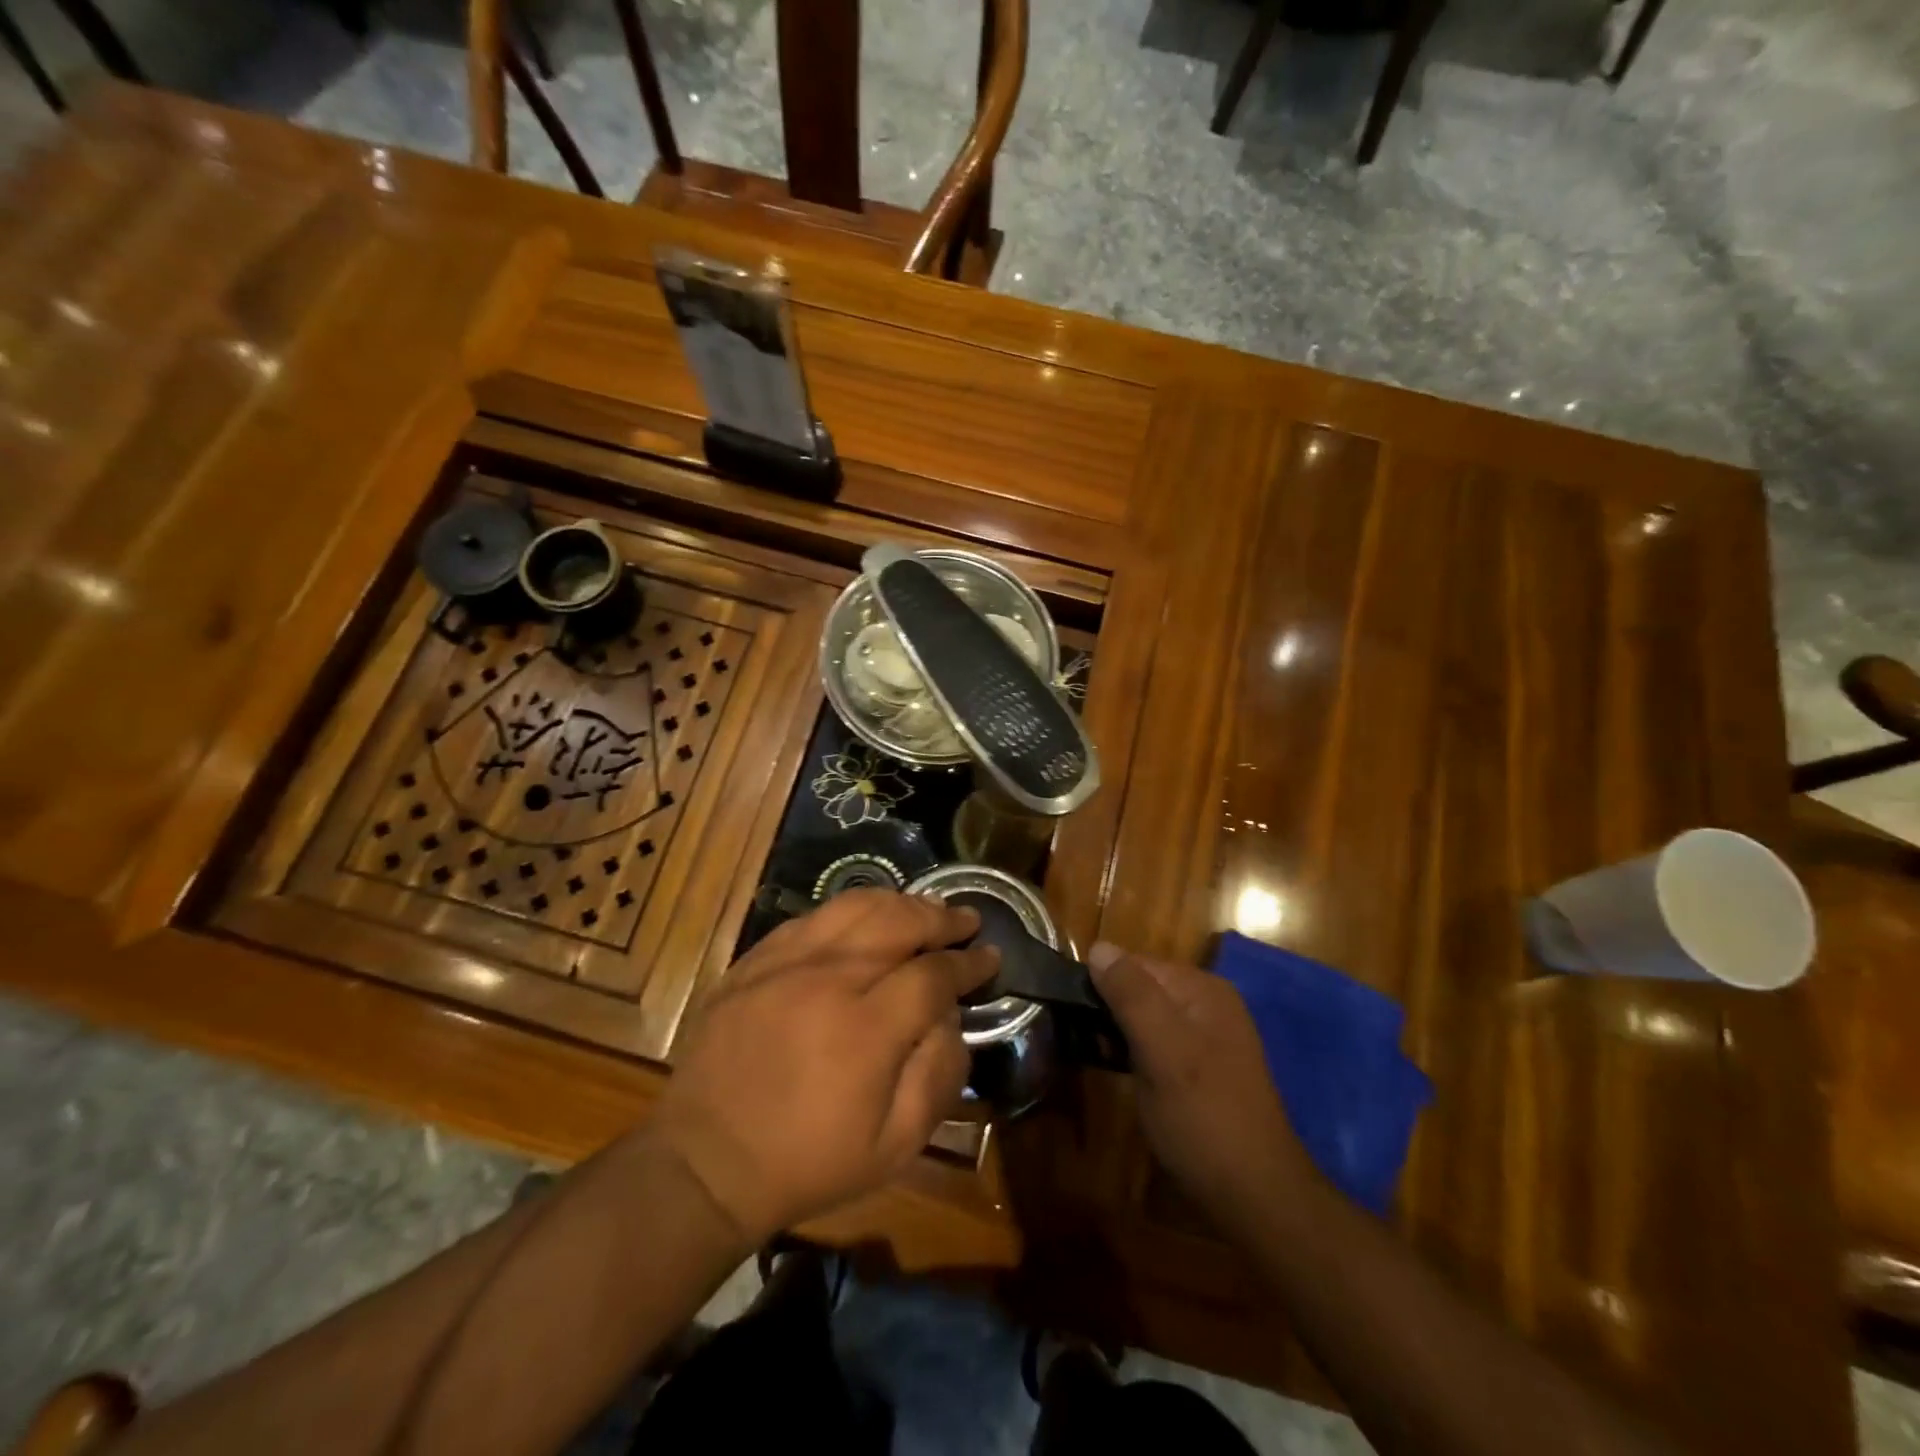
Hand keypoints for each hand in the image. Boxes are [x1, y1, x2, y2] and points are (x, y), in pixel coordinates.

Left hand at [650, 889, 996, 1245]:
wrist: (705, 1161)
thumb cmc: (808, 1161)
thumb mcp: (894, 1147)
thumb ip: (937, 1075)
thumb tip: (951, 1017)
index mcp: (865, 1030)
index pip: (933, 975)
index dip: (969, 963)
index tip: (990, 957)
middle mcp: (827, 980)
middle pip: (898, 922)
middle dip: (941, 918)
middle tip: (966, 921)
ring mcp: (784, 962)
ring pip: (855, 907)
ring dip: (900, 903)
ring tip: (924, 910)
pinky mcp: (754, 960)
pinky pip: (813, 917)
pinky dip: (850, 912)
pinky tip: (865, 922)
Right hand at [1089, 942, 1314, 1230]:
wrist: (1255, 1197)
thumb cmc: (1204, 1117)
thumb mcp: (1162, 1050)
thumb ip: (1131, 994)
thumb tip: (1098, 946)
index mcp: (1202, 990)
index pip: (1136, 963)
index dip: (1101, 983)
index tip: (1071, 1012)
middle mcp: (1208, 1005)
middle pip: (1141, 988)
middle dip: (1108, 1008)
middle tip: (1080, 1038)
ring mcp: (1207, 1038)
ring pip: (1146, 1018)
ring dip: (1117, 1031)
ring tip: (1092, 1054)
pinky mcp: (1201, 1070)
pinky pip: (1157, 1044)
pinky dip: (1134, 1051)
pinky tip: (1120, 1072)